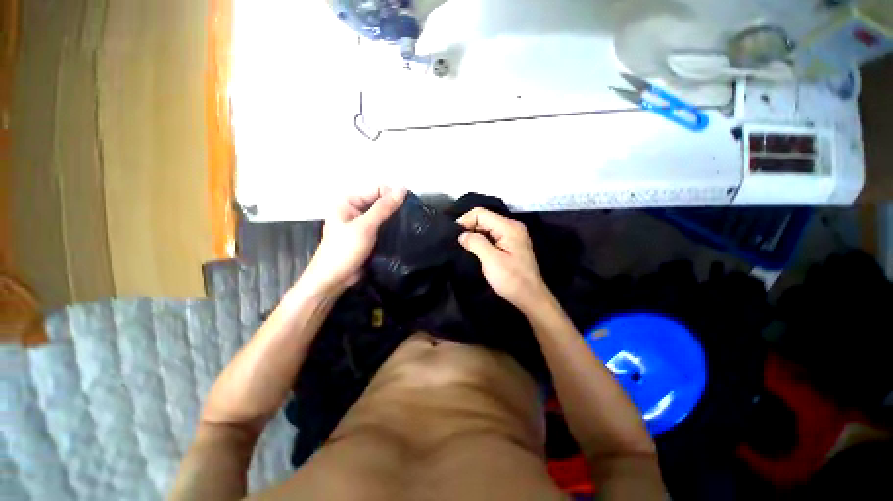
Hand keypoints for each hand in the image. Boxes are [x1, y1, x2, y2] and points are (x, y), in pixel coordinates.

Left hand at [304, 187, 406, 291]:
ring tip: (410, 225)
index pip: (376, 189)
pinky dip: (392, 229)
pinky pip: (383, 228)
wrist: (334, 280)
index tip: (409, 205)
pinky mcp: (368, 236)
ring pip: (383, 216)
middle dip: (395, 208)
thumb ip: (383, 208)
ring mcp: (361, 224)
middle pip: (380, 202)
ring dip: (395, 219)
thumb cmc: (345, 250)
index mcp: (348, 201)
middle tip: (412, 217)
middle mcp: (355, 209)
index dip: (392, 195)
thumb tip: (402, 188)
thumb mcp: (365, 227)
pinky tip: (404, 232)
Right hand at [457, 208, 550, 311]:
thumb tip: (462, 234)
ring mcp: (512, 235)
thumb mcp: (491, 260)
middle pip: (484, 219)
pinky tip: (474, 250)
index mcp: (509, 227)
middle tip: (457, 243)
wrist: (530, 298)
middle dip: (469, 228)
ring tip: (463, 247)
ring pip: (487, 228)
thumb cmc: (511, 279)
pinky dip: (481, 241)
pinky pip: (492, 236)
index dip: (465, 221)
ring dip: (474, 235)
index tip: (455, 236)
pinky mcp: (511, 244)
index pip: (481, 213)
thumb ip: (476, 243)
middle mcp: (512, 227)